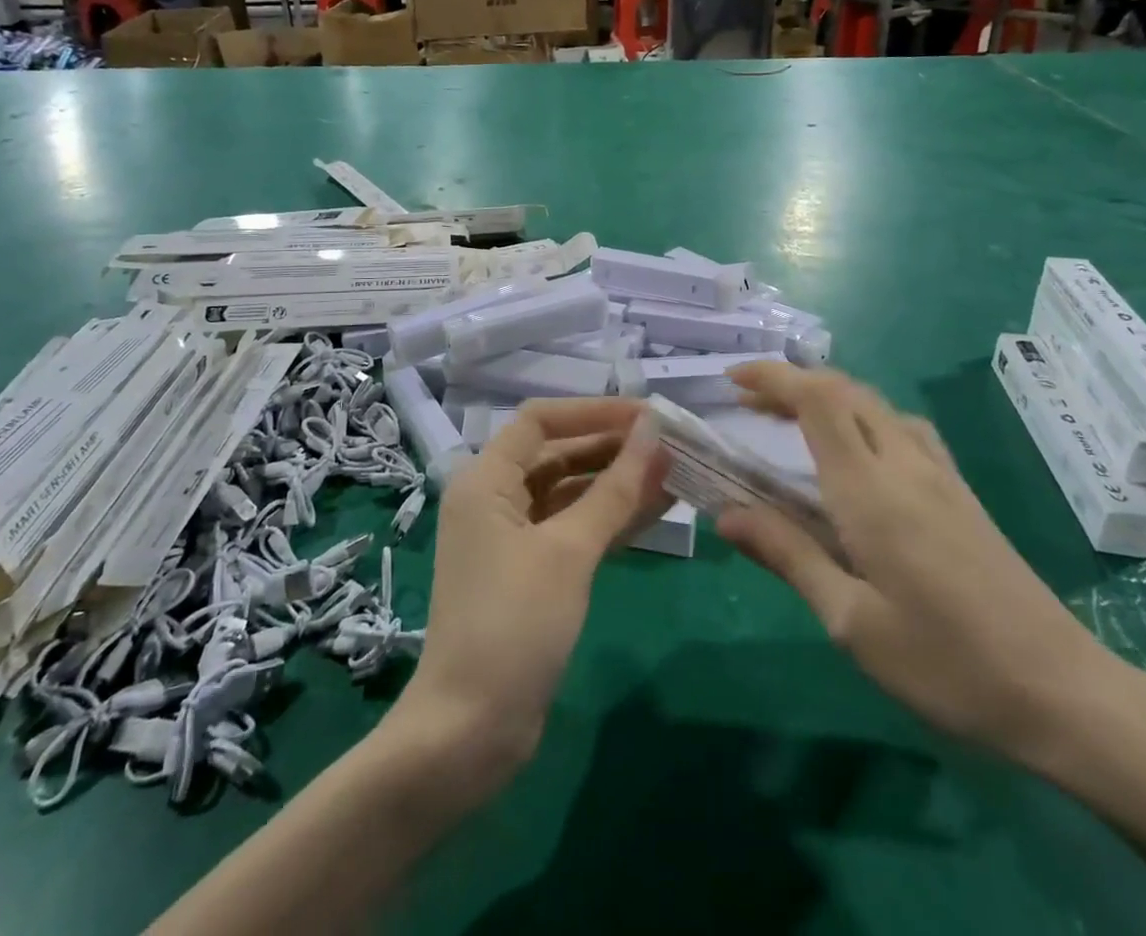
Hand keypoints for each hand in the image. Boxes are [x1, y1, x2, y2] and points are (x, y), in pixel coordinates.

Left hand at [393, 399, 669, 792]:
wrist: (470, 732)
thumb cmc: (514, 625)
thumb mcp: (569, 551)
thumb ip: (614, 489)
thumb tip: (654, 433)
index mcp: (486, 480)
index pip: (541, 421)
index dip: (593, 412)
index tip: (646, 416)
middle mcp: (496, 498)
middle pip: (559, 453)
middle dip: (613, 447)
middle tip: (670, 445)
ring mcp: (514, 537)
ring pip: (572, 492)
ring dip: (618, 482)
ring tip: (675, 472)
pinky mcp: (533, 571)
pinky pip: (575, 528)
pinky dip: (611, 517)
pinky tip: (657, 509)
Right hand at [717, 363, 1140, 772]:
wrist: (1064, 693)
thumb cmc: (946, 663)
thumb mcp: (850, 622)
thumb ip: (788, 556)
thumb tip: (726, 514)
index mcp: (870, 490)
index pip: (817, 400)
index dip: (772, 377)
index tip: (732, 379)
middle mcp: (905, 465)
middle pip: (845, 391)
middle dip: (792, 382)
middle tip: (750, 404)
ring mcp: (941, 475)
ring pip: (876, 404)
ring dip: (829, 397)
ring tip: (793, 422)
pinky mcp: (962, 493)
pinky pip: (904, 428)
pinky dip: (864, 416)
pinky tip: (859, 454)